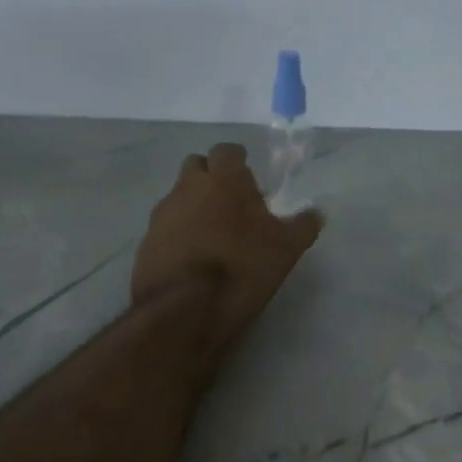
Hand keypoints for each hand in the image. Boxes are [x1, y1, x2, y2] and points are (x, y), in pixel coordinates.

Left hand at [132, 142, 323, 361]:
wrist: (184, 310)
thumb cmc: (242, 268)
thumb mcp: (285, 250)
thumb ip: (302, 226)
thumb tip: (316, 213)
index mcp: (224, 180)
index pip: (227, 151)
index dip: (239, 163)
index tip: (249, 180)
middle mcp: (187, 188)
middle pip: (196, 167)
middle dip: (211, 178)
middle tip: (230, 204)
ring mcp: (161, 215)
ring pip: (178, 198)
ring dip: (193, 208)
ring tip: (212, 236)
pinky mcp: (145, 243)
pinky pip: (165, 228)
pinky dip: (178, 235)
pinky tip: (192, 259)